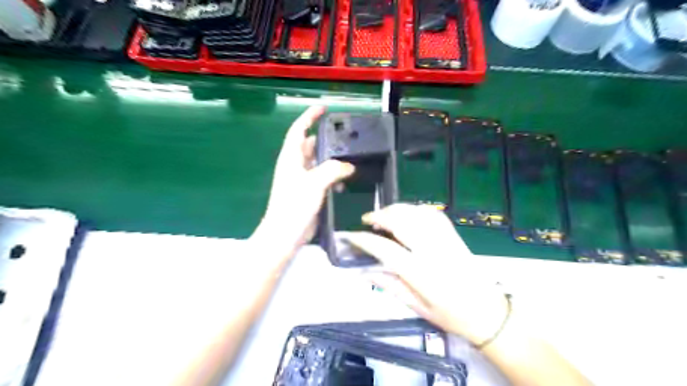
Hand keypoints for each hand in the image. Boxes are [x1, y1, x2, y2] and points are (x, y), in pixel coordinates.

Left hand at [251, 107, 353, 263]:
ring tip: (349, 159)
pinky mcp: (308, 192)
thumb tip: (348, 165)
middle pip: (311, 145)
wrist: (286, 233)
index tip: (323, 108)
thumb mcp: (314, 183)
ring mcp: (302, 179)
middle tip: (345, 138)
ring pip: (319, 162)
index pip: (299, 129)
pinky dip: (332, 177)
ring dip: (332, 160)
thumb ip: (333, 169)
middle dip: (326, 140)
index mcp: (291, 157)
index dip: (309, 116)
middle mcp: (295, 165)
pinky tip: (343, 183)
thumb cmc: (294, 205)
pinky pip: (322, 178)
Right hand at [342, 203, 508, 344]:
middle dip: (379, 215)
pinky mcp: (454, 235)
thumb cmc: (452, 315)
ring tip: (384, 214)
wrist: (488, 312)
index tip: (350, 235)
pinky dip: (416, 209)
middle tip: (367, 219)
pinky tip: (407, 213)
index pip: (385, 249)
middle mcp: (433, 251)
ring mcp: (445, 239)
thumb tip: (365, 272)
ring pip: (416, 213)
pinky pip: (432, 214)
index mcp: (421, 273)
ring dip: (396, 209)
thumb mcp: (417, 307)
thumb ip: (390, 286)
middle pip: (401, 221)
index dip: (364, 240)